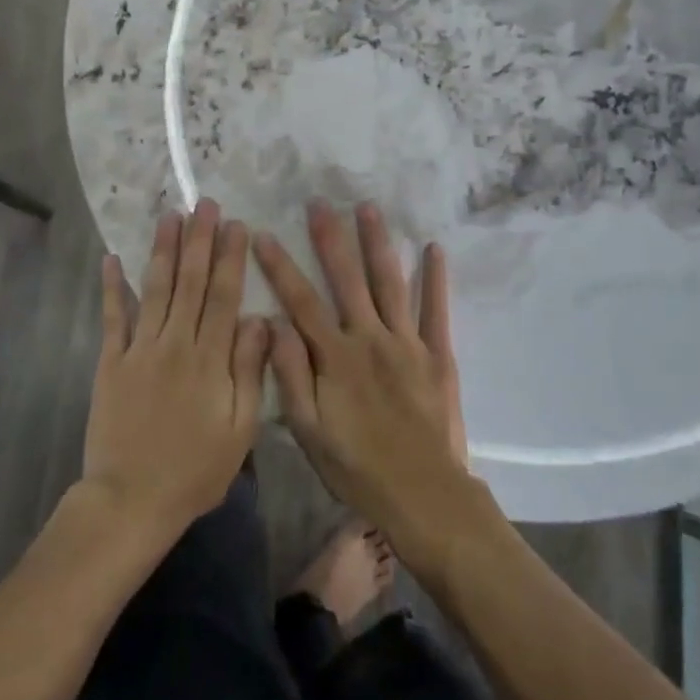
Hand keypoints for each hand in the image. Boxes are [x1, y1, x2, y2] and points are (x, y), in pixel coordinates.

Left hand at [82, 200, 269, 539]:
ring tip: (170, 216)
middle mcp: (175, 343)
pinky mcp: (110, 362)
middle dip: (199, 239)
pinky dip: (111, 287)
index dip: (231, 258)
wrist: (131, 500)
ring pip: (155, 289)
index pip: (224, 296)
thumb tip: (260, 319)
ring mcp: (139, 349)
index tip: (236, 224)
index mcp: (210, 359)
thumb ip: (250, 372)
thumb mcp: (240, 430)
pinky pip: (112, 317)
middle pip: (191, 282)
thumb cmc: (195, 470)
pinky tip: (111, 258)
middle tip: (204, 204)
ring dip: (163, 250)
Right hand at [255, 201, 469, 537]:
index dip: (279, 267)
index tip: (262, 234)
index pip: (300, 301)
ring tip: (368, 208)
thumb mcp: (309, 431)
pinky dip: (436, 279)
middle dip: (330, 238)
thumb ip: (289, 374)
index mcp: (335, 357)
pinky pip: (436, 310)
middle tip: (319, 202)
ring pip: (390, 283)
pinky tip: (434, 248)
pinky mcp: (437, 355)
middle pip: (346, 279)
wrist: (425, 497)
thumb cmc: (358, 468)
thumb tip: (271, 323)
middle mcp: (369, 338)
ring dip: (377, 243)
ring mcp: (407, 342)